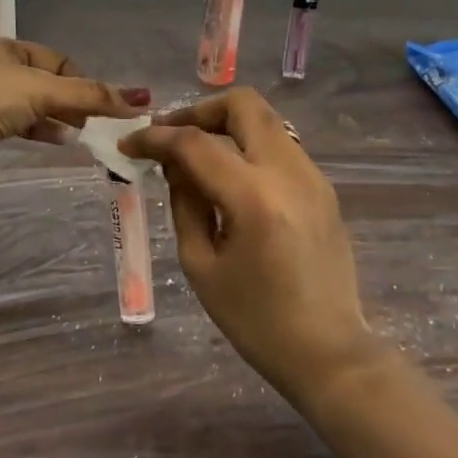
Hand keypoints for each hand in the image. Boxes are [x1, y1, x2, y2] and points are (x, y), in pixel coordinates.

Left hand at [0, 37, 149, 196]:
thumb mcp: (40, 89)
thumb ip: (89, 95)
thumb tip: (142, 98)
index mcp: (5, 48)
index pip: (56, 60)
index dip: (82, 80)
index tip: (103, 105)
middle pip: (44, 84)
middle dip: (72, 102)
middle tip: (97, 124)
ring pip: (29, 108)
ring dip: (56, 120)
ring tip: (81, 136)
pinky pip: (14, 129)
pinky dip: (38, 133)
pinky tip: (55, 143)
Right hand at [121, 88, 374, 405]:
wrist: (329, 352)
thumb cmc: (256, 320)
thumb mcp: (201, 266)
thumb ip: (184, 204)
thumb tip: (174, 166)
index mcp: (254, 198)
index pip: (195, 143)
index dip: (155, 138)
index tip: (129, 145)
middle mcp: (289, 173)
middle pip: (243, 105)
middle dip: (198, 111)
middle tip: (170, 135)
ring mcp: (313, 176)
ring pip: (264, 120)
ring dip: (224, 126)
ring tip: (195, 156)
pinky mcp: (323, 188)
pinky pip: (278, 146)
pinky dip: (247, 146)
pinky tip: (228, 177)